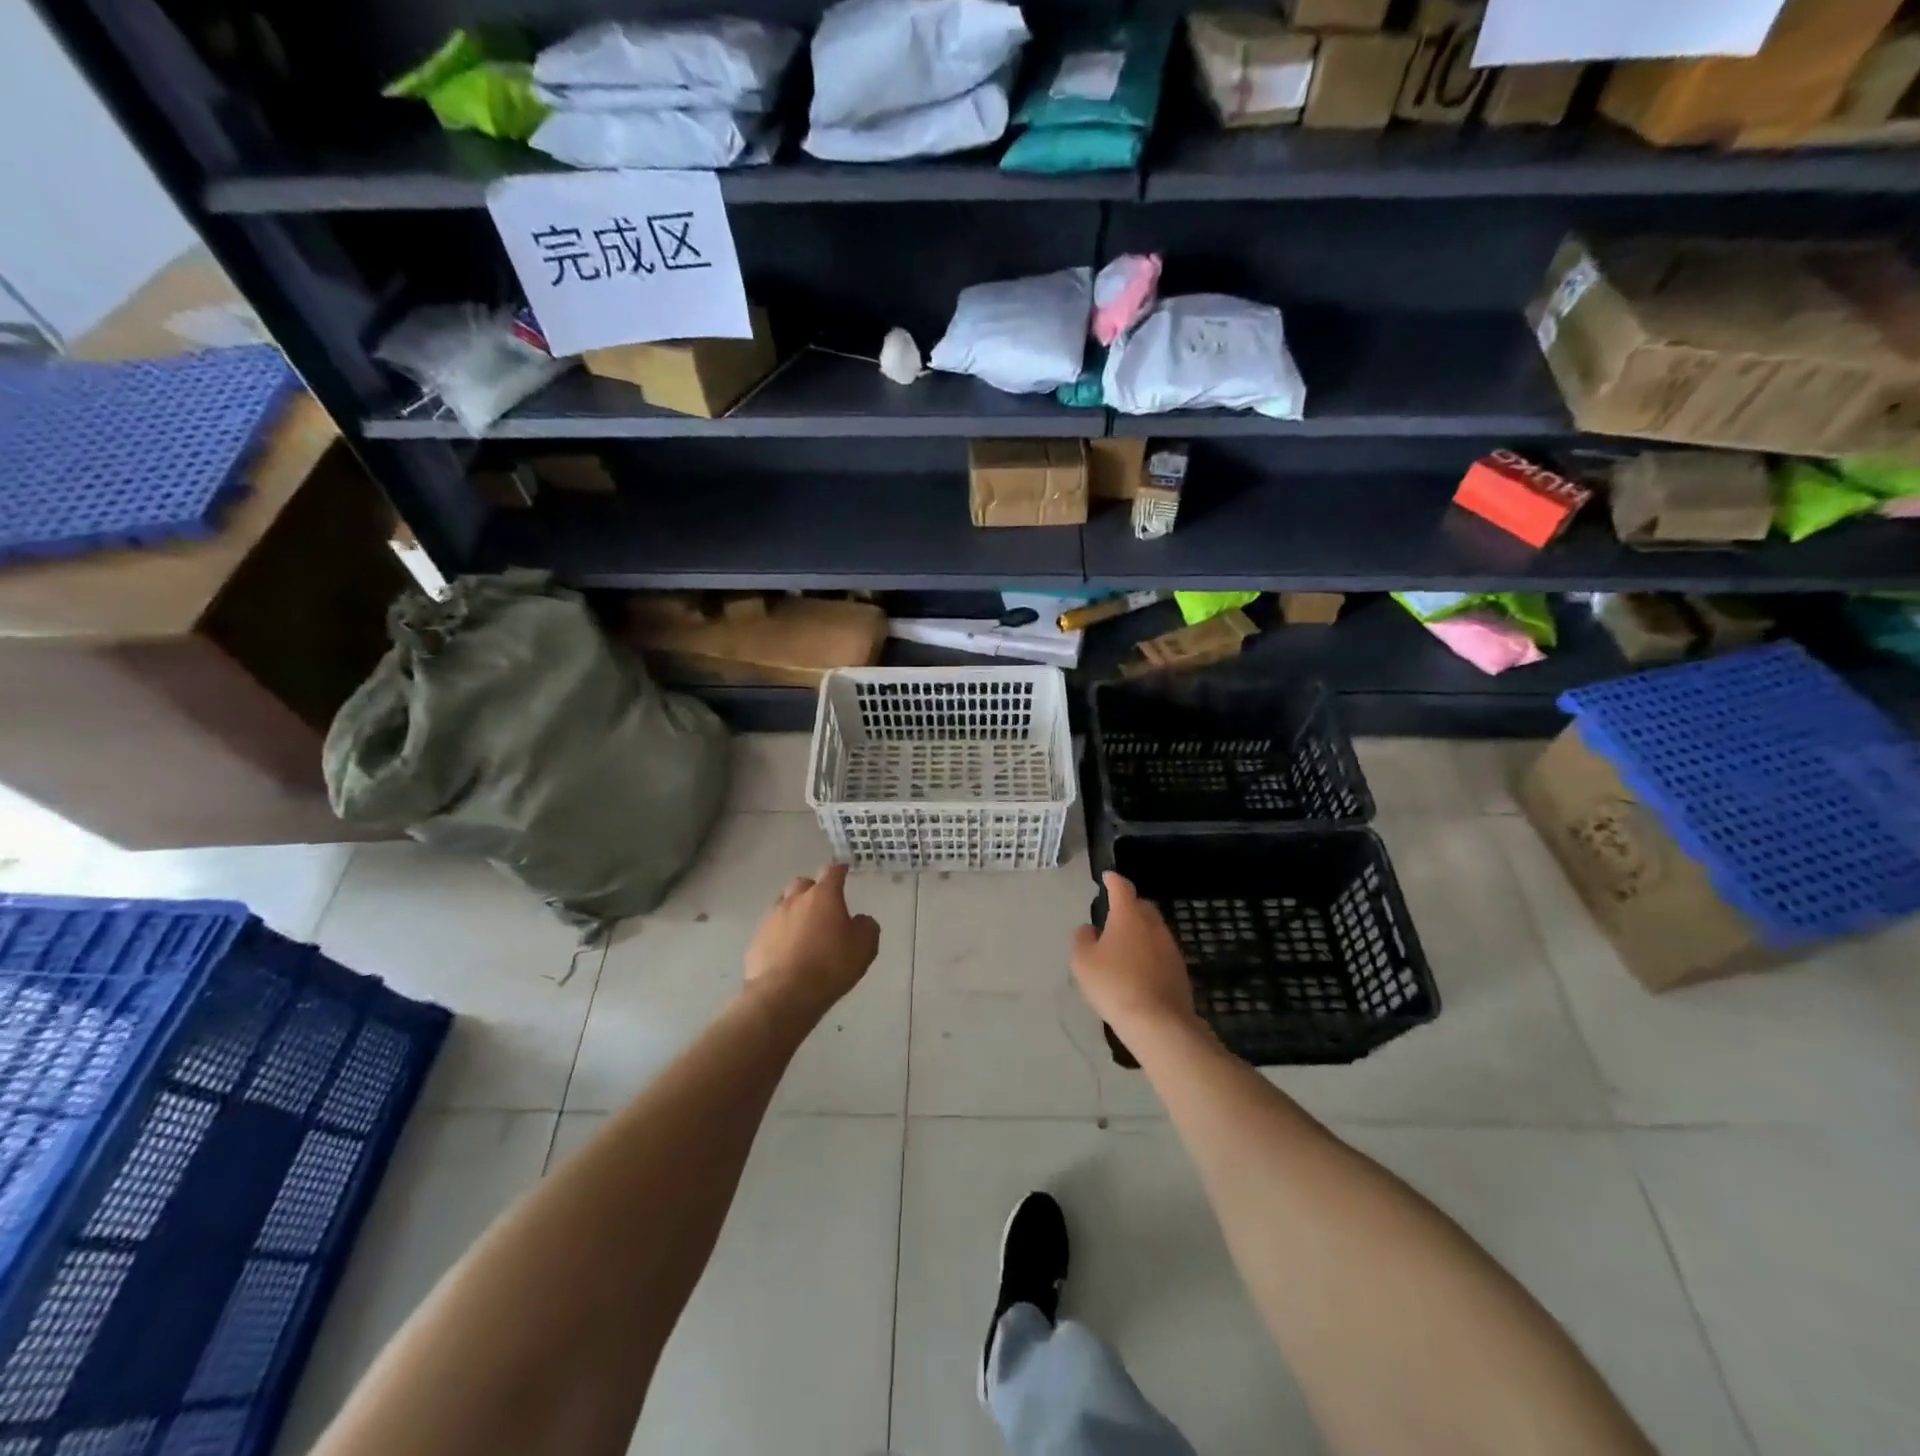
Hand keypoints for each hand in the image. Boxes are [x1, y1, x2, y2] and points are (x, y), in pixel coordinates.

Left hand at [744, 863, 880, 1021]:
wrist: (783, 994)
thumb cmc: (830, 966)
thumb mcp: (864, 947)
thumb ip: (866, 927)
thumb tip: (860, 920)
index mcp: (823, 896)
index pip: (832, 872)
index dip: (839, 870)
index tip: (844, 871)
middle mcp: (795, 899)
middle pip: (803, 884)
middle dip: (813, 890)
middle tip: (823, 905)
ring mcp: (772, 918)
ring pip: (784, 903)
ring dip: (794, 910)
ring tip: (803, 928)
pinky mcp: (756, 939)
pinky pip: (771, 928)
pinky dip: (780, 933)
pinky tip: (787, 950)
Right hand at [1070, 872, 1196, 1039]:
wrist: (1158, 1022)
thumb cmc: (1114, 984)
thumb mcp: (1083, 962)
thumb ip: (1082, 939)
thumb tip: (1089, 929)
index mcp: (1128, 915)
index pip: (1122, 888)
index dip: (1113, 880)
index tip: (1107, 876)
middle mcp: (1153, 925)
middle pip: (1142, 906)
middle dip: (1129, 905)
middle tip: (1114, 913)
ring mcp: (1170, 947)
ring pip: (1153, 929)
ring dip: (1140, 931)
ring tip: (1124, 943)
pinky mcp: (1179, 969)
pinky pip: (1160, 951)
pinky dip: (1149, 952)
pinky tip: (1139, 967)